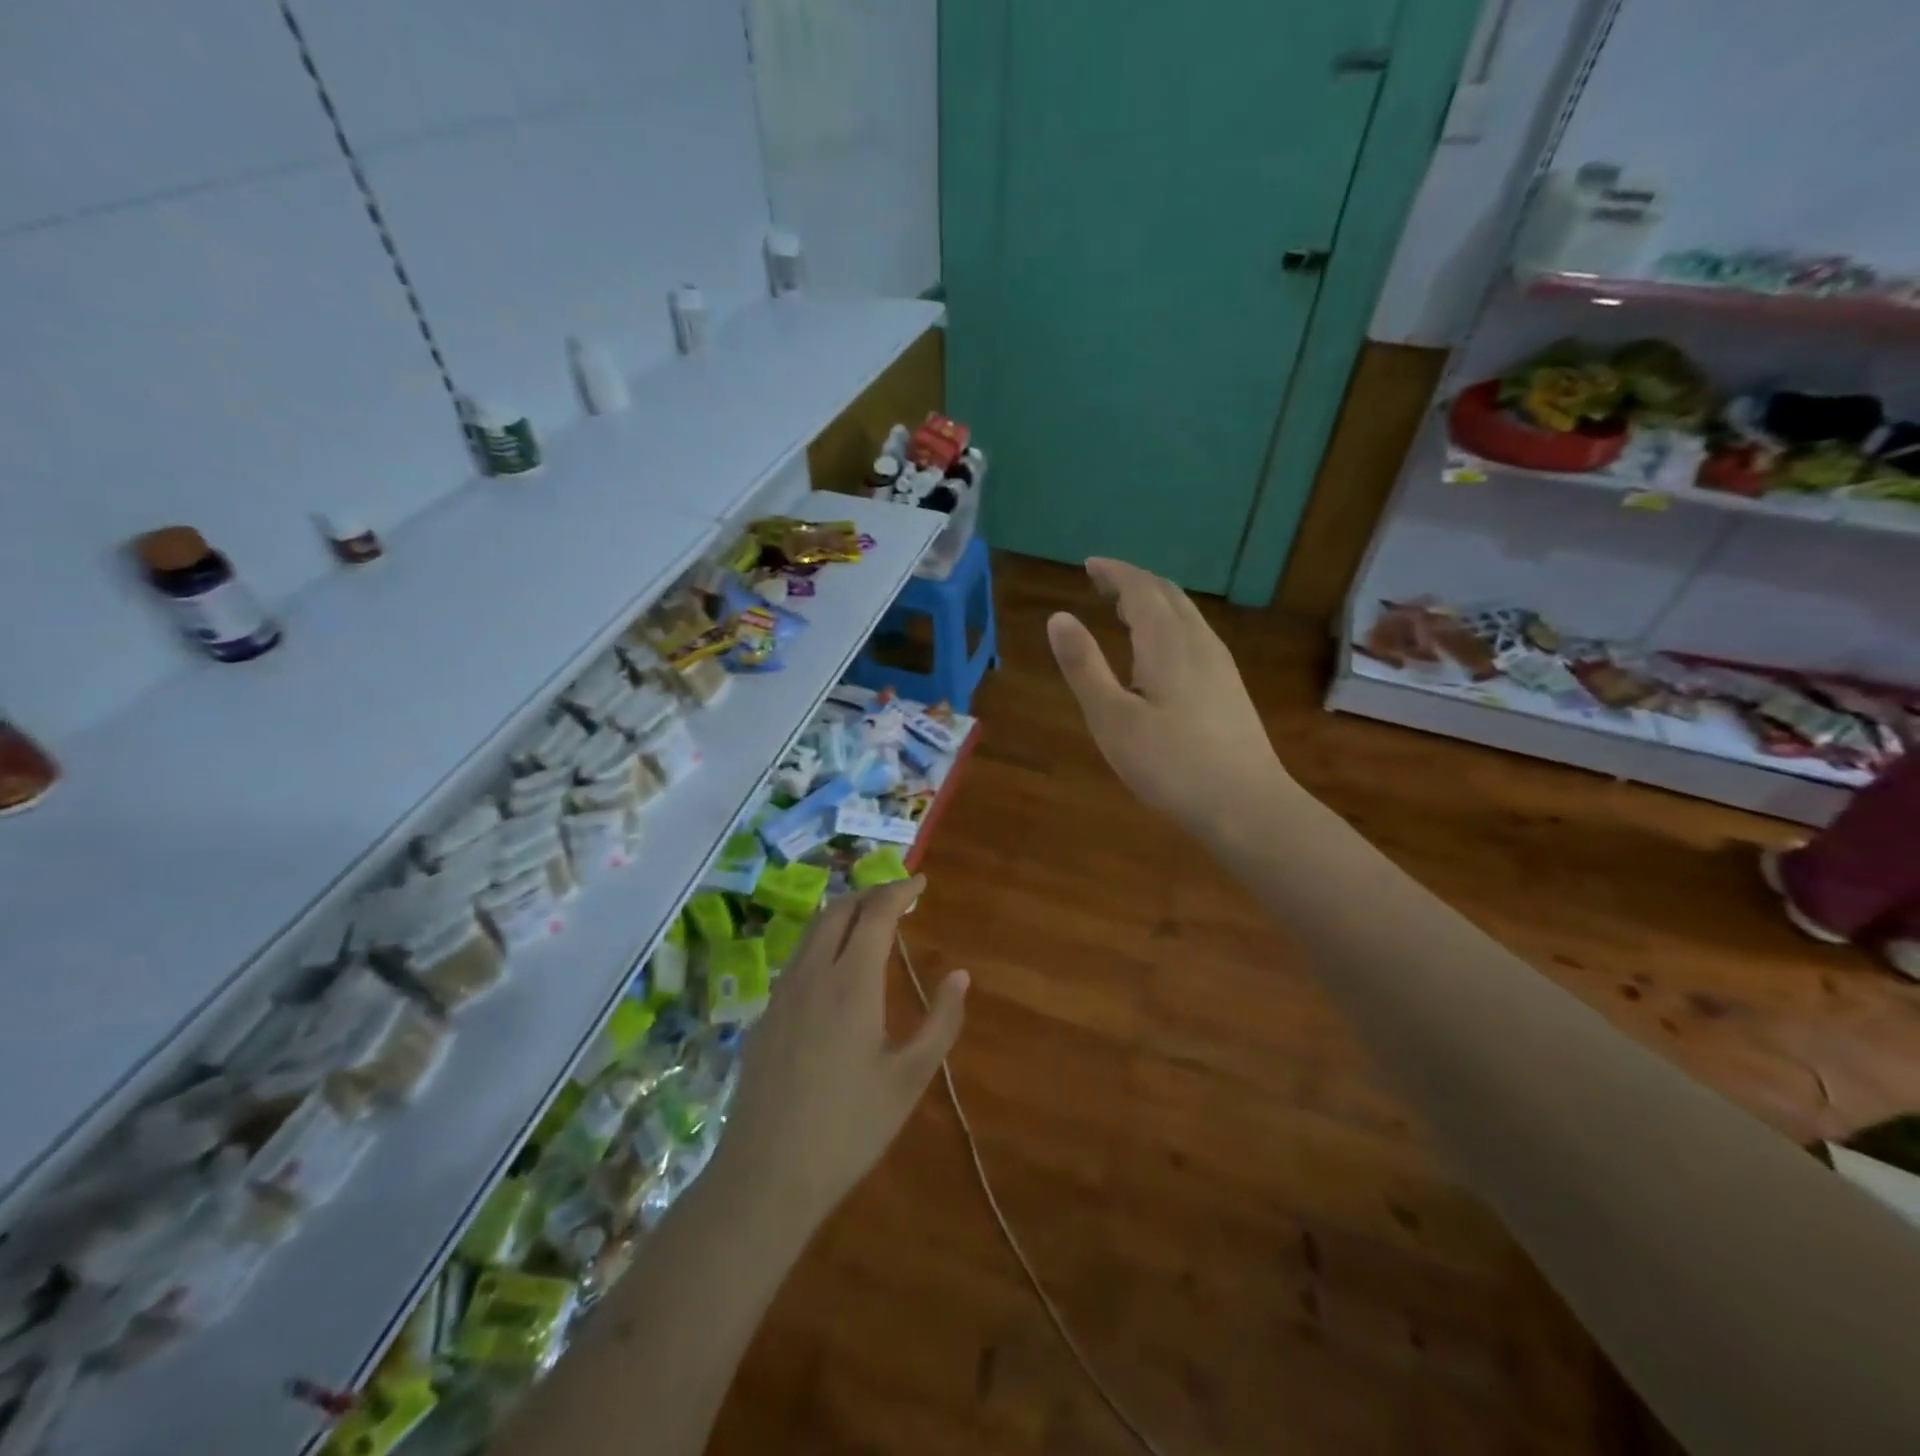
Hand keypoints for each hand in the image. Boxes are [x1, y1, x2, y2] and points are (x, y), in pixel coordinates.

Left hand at [717, 878, 966, 1228]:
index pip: (876, 913)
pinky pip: (797, 958)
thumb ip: (941, 1022)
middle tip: (899, 898)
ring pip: (812, 931)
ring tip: (870, 923)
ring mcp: (782, 994)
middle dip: (870, 894)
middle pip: (839, 910)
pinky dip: (823, 941)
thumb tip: (960, 975)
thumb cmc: (849, 1128)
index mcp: (851, 982)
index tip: (921, 882)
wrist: (765, 1176)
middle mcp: (812, 974)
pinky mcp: (765, 1016)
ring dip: (844, 914)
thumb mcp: (909, 1078)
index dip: (899, 890)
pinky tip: (835, 969)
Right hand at [1047, 557, 1290, 839]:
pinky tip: (1159, 652)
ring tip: (1125, 610)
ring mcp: (1221, 665)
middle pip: (1167, 594)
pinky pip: (1195, 636)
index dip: (1114, 572)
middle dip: (1133, 582)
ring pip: (1186, 615)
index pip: (1140, 588)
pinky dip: (1168, 625)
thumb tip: (1058, 617)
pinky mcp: (1230, 688)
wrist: (1245, 804)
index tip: (1089, 564)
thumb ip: (1084, 666)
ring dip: (1154, 602)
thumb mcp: (1112, 718)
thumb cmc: (1170, 764)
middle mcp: (1199, 642)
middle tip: (1102, 583)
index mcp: (1168, 642)